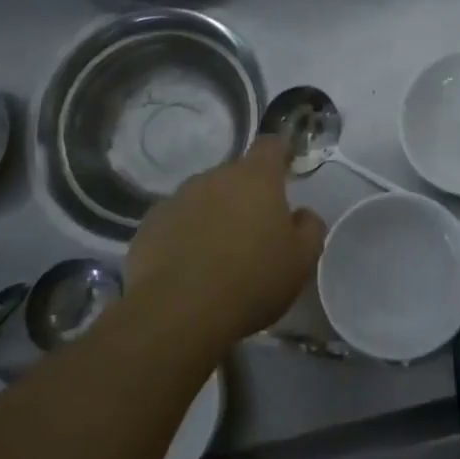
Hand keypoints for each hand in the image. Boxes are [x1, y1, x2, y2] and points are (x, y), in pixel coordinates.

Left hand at [123, 136, 325, 348]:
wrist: (178, 313)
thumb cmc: (251, 281)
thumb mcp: (301, 261)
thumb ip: (309, 227)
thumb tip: (302, 214)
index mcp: (255, 178)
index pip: (269, 145)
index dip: (279, 155)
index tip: (285, 171)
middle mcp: (215, 177)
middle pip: (235, 175)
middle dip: (245, 195)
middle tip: (253, 232)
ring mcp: (177, 198)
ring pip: (204, 197)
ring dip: (213, 214)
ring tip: (217, 253)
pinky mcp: (150, 224)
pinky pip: (176, 220)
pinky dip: (185, 234)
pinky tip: (188, 267)